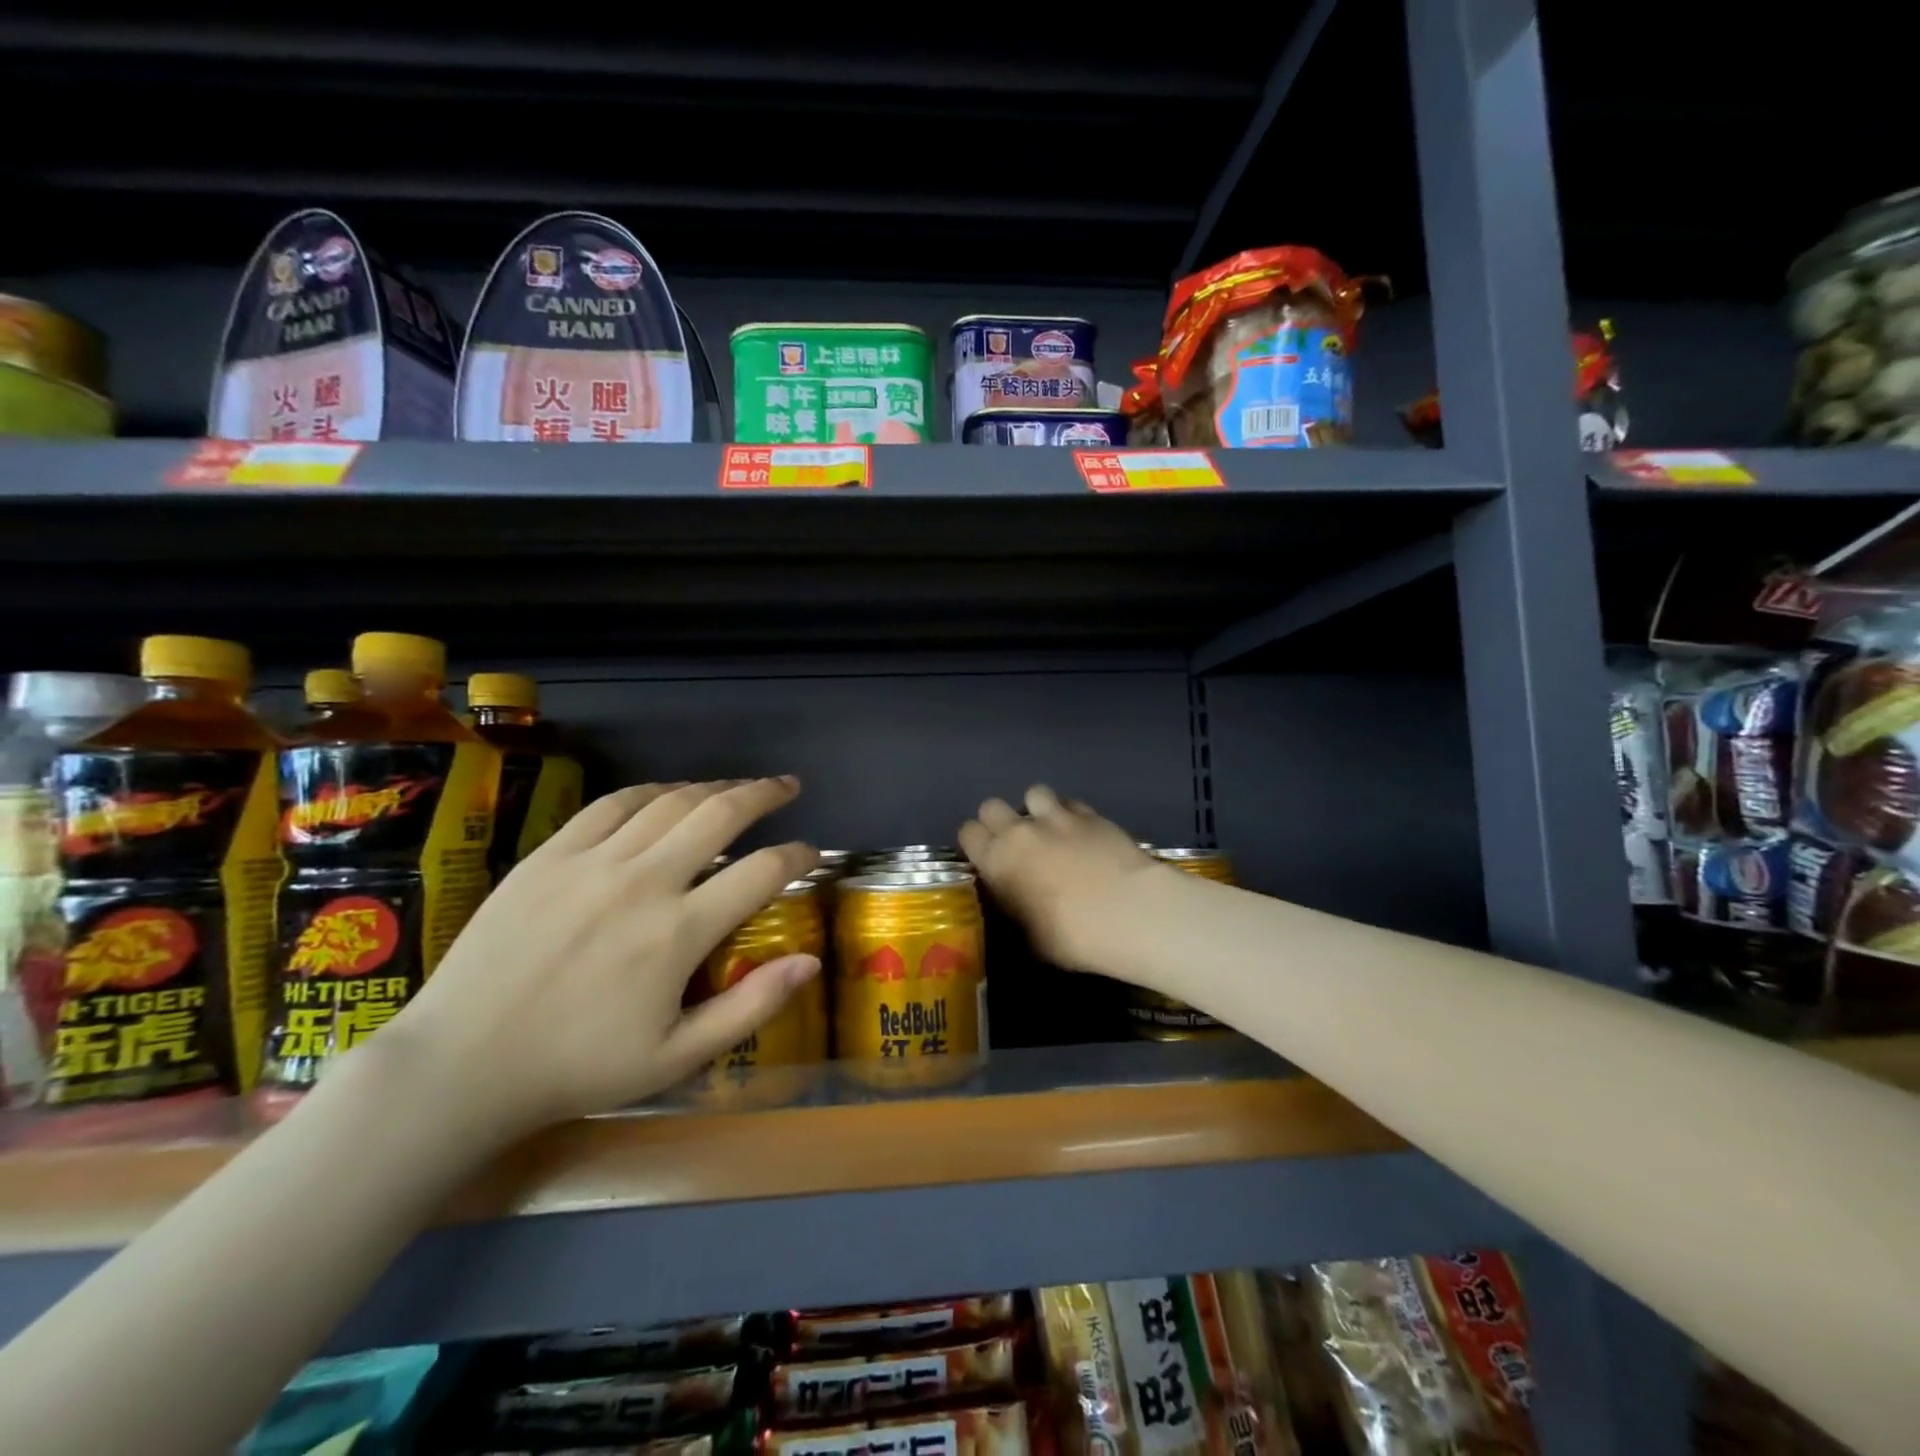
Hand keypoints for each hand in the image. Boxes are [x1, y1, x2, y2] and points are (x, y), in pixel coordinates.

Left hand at [391, 777, 819, 1140]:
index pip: (762, 872)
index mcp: (678, 933)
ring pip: (670, 801)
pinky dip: (652, 790)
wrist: (461, 1064)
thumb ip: (750, 1007)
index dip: (798, 855)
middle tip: (788, 787)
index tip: (812, 852)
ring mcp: (593, 861)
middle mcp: (643, 882)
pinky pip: (613, 804)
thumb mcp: (676, 1058)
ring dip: (714, 787)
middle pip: (721, 814)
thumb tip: (810, 963)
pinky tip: (669, 793)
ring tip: (738, 786)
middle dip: (765, 794)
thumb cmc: (578, 1068)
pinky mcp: (551, 854)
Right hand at [959, 786, 1163, 972]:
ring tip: (1050, 829)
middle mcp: (1020, 831)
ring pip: (1033, 793)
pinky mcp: (1090, 813)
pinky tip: (1081, 832)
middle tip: (1015, 843)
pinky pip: (1070, 802)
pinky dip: (1070, 813)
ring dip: (1036, 809)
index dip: (975, 843)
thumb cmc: (1072, 937)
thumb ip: (1015, 909)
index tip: (986, 857)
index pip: (967, 833)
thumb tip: (1015, 902)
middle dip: (999, 820)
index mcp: (997, 861)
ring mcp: (1056, 817)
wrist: (1127, 913)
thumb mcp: (1030, 937)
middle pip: (991, 806)